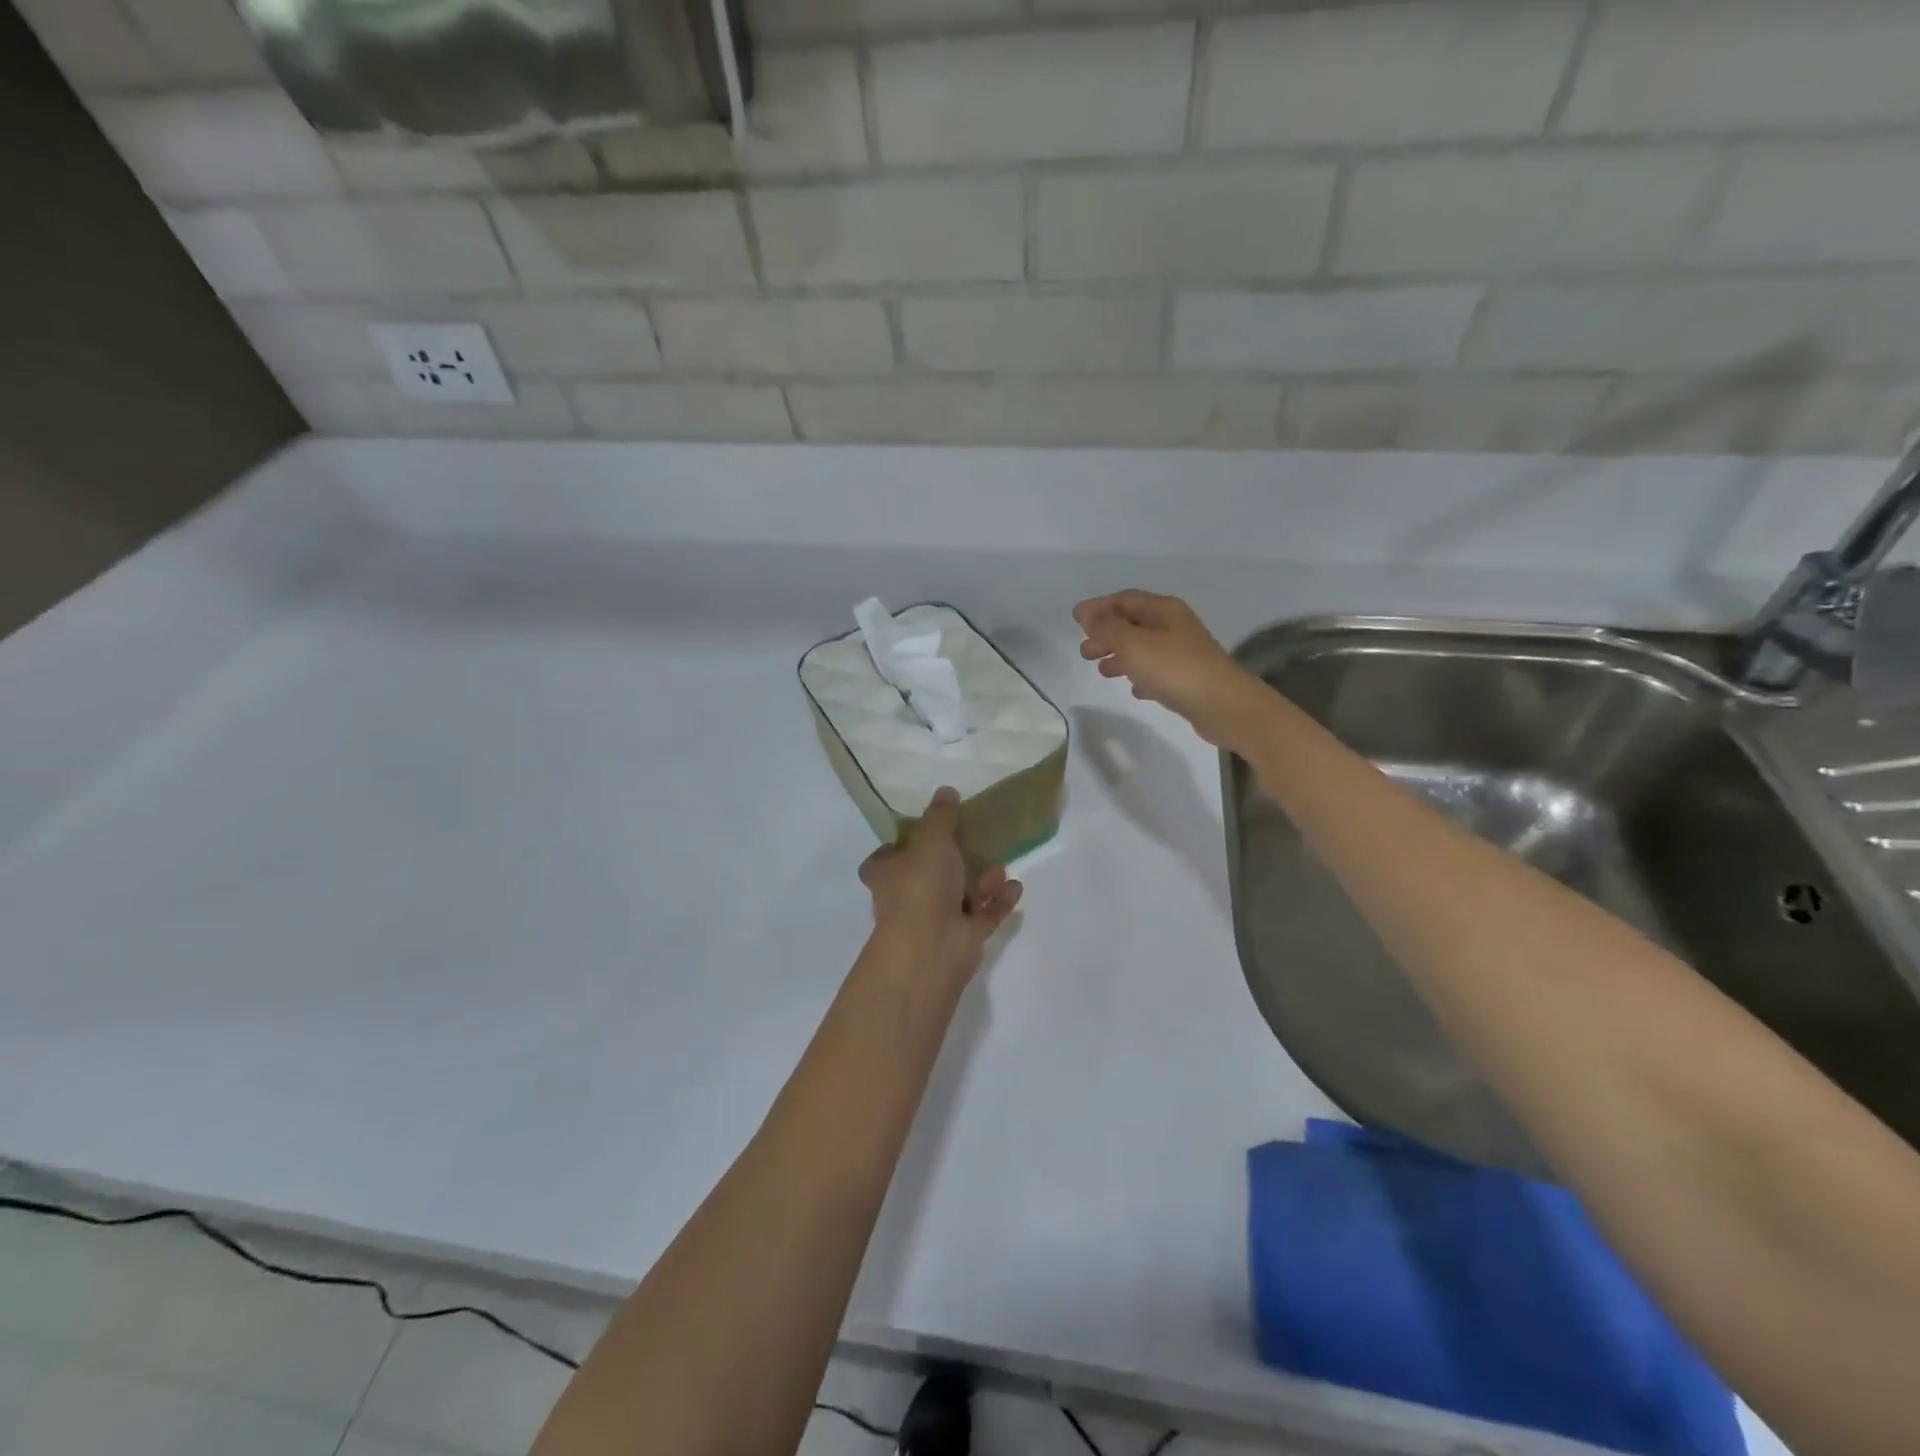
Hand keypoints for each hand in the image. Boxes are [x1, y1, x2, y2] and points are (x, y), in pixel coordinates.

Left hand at [859, 787, 1022, 990]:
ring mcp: (935, 920)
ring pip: (959, 896)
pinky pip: (983, 915)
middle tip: (973, 842)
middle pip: (926, 876)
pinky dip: (998, 901)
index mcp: (888, 875)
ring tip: (1001, 864)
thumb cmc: (921, 886)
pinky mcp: (962, 938)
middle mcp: (908, 897)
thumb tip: (945, 791)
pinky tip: (1016, 886)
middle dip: (950, 862)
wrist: (931, 948)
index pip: (883, 860)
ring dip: (980, 881)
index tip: (919, 832)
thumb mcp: (932, 840)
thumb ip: (941, 817)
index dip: (897, 848)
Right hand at [1074, 590, 1258, 747]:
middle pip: (1133, 624)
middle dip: (1106, 634)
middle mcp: (1174, 626)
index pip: (1125, 599)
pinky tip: (1133, 689)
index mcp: (1163, 610)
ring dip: (1120, 656)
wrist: (1222, 705)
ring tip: (1102, 671)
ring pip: (1143, 649)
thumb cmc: (1174, 668)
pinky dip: (1141, 675)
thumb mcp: (1133, 643)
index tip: (1075, 619)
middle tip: (1084, 651)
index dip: (1099, 607)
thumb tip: (1087, 612)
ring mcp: (1182, 653)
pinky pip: (1157, 672)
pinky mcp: (1187, 679)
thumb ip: (1106, 628)